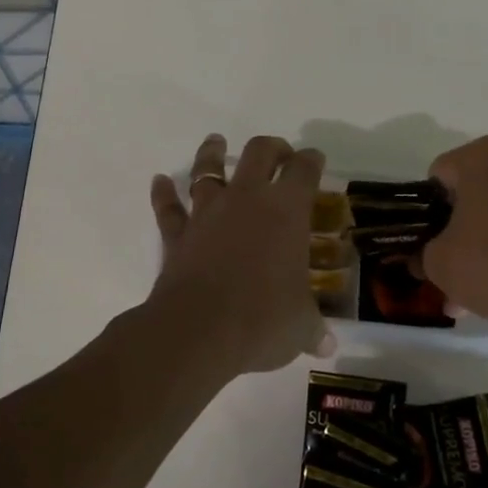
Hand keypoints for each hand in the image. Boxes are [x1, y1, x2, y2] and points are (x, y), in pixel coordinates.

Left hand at [147, 134, 335, 375]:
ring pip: (208, 169)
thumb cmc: (262, 320)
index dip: (312, 160)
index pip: (304, 170)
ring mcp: (208, 212)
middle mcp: (247, 199)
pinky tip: (159, 181)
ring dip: (212, 153)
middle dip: (272, 148)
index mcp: (287, 210)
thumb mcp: (299, 327)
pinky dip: (163, 193)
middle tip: (279, 154)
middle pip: (259, 152)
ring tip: (216, 141)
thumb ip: (313, 329)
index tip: (315, 160)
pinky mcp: (177, 234)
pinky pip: (168, 208)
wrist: (198, 330)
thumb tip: (328, 347)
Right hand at [421, 135, 487, 334]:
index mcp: (480, 155)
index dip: (426, 211)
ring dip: (484, 243)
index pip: (438, 176)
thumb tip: (420, 259)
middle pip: (472, 193)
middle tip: (448, 267)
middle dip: (457, 230)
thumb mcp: (439, 264)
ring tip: (472, 291)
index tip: (426, 241)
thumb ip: (422, 255)